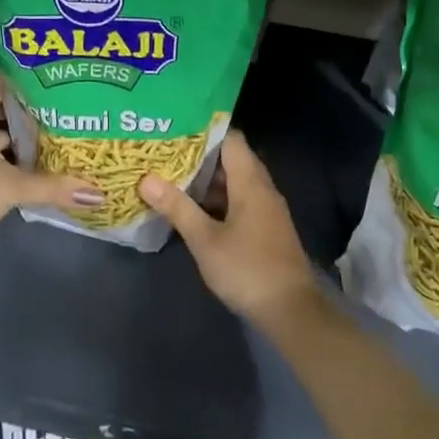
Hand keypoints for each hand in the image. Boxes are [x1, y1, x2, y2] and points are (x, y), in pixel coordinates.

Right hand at [139, 131, 319, 329]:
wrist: (291, 310)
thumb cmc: (247, 268)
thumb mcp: (205, 240)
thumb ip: (177, 207)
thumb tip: (146, 178)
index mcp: (251, 182)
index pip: (231, 139)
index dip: (205, 131)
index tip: (175, 128)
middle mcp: (262, 188)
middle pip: (232, 159)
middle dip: (200, 156)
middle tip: (165, 153)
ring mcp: (266, 209)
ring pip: (235, 183)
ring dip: (207, 181)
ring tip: (172, 177)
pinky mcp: (266, 228)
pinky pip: (240, 201)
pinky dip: (218, 200)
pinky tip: (194, 210)